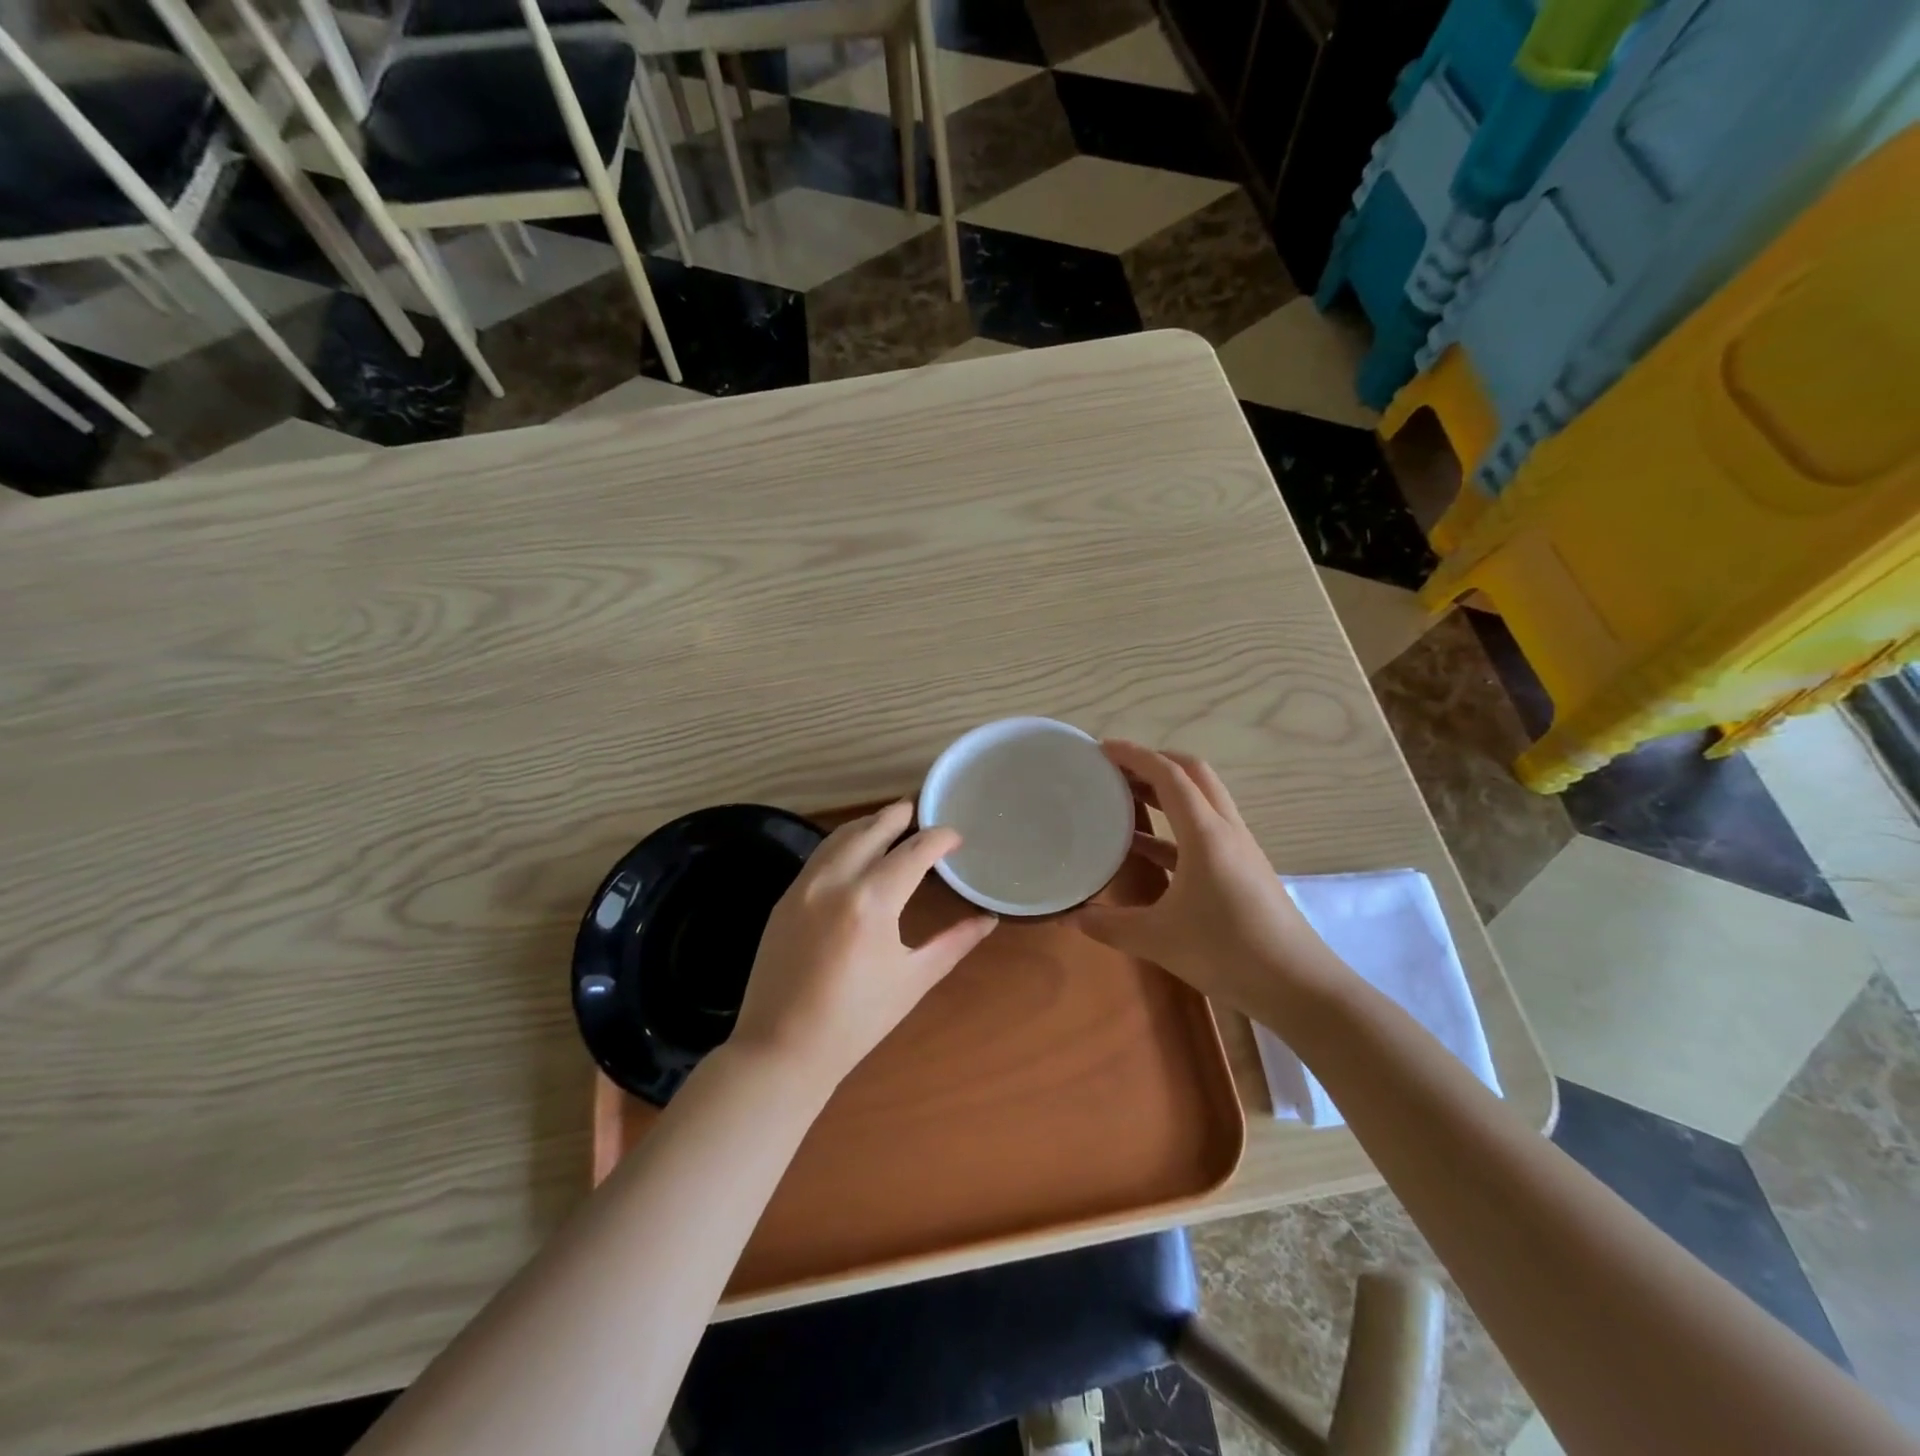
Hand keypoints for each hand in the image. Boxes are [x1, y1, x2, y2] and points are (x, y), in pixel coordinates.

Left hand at [731, 801, 997, 1091]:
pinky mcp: (785, 898)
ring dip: (868, 824)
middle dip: (898, 816)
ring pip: (840, 837)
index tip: (955, 837)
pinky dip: (842, 843)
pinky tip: (854, 852)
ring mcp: (804, 886)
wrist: (782, 1049)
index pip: (914, 852)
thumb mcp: (913, 980)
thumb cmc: (857, 1021)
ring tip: (889, 822)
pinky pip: (819, 856)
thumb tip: (988, 919)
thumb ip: (953, 943)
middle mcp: (836, 881)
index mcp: (873, 901)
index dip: (939, 838)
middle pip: (872, 830)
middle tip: (918, 809)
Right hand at [1071, 742, 1340, 1018]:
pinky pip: (1204, 830)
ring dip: (1167, 792)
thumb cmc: (1227, 952)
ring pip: (1202, 800)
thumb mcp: (1158, 939)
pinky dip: (1174, 827)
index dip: (1135, 755)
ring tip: (1126, 799)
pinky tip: (1147, 848)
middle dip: (1154, 762)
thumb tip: (1072, 917)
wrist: (1298, 986)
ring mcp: (1239, 848)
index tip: (1102, 748)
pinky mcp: (1244, 869)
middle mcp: (1225, 829)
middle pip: (1193, 774)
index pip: (1169, 775)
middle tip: (1116, 770)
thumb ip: (1110, 925)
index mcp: (1205, 833)